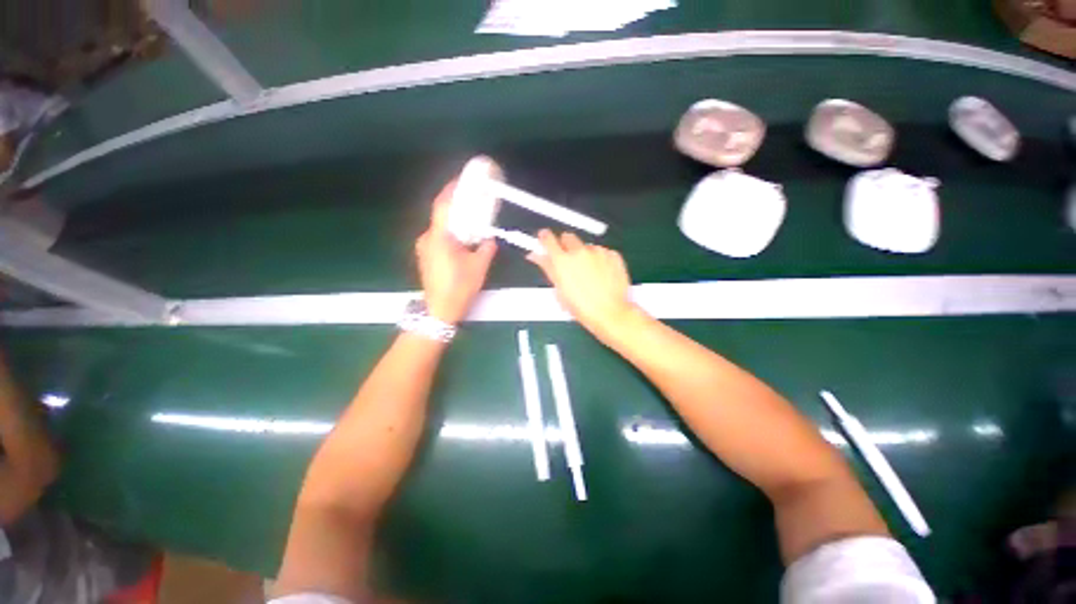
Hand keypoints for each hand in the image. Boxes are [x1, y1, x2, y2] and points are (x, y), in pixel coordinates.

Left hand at [415, 179, 497, 324]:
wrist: (439, 310)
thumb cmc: (459, 288)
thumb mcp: (479, 267)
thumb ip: (486, 249)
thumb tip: (490, 239)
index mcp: (439, 238)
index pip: (443, 206)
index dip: (451, 190)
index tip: (462, 180)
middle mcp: (427, 238)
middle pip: (440, 214)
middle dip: (455, 204)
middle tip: (471, 198)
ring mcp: (424, 247)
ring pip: (439, 226)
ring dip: (453, 219)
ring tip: (470, 217)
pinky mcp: (425, 256)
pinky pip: (438, 236)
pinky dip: (450, 231)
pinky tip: (462, 237)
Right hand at [528, 230, 637, 339]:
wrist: (610, 313)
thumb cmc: (583, 307)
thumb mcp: (559, 290)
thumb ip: (547, 268)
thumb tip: (537, 257)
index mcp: (562, 261)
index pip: (548, 239)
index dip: (544, 237)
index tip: (544, 237)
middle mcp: (579, 252)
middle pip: (568, 237)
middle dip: (565, 244)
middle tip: (566, 258)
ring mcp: (598, 252)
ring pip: (587, 245)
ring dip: (584, 254)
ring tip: (587, 272)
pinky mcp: (613, 256)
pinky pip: (603, 252)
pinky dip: (600, 259)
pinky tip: (600, 274)